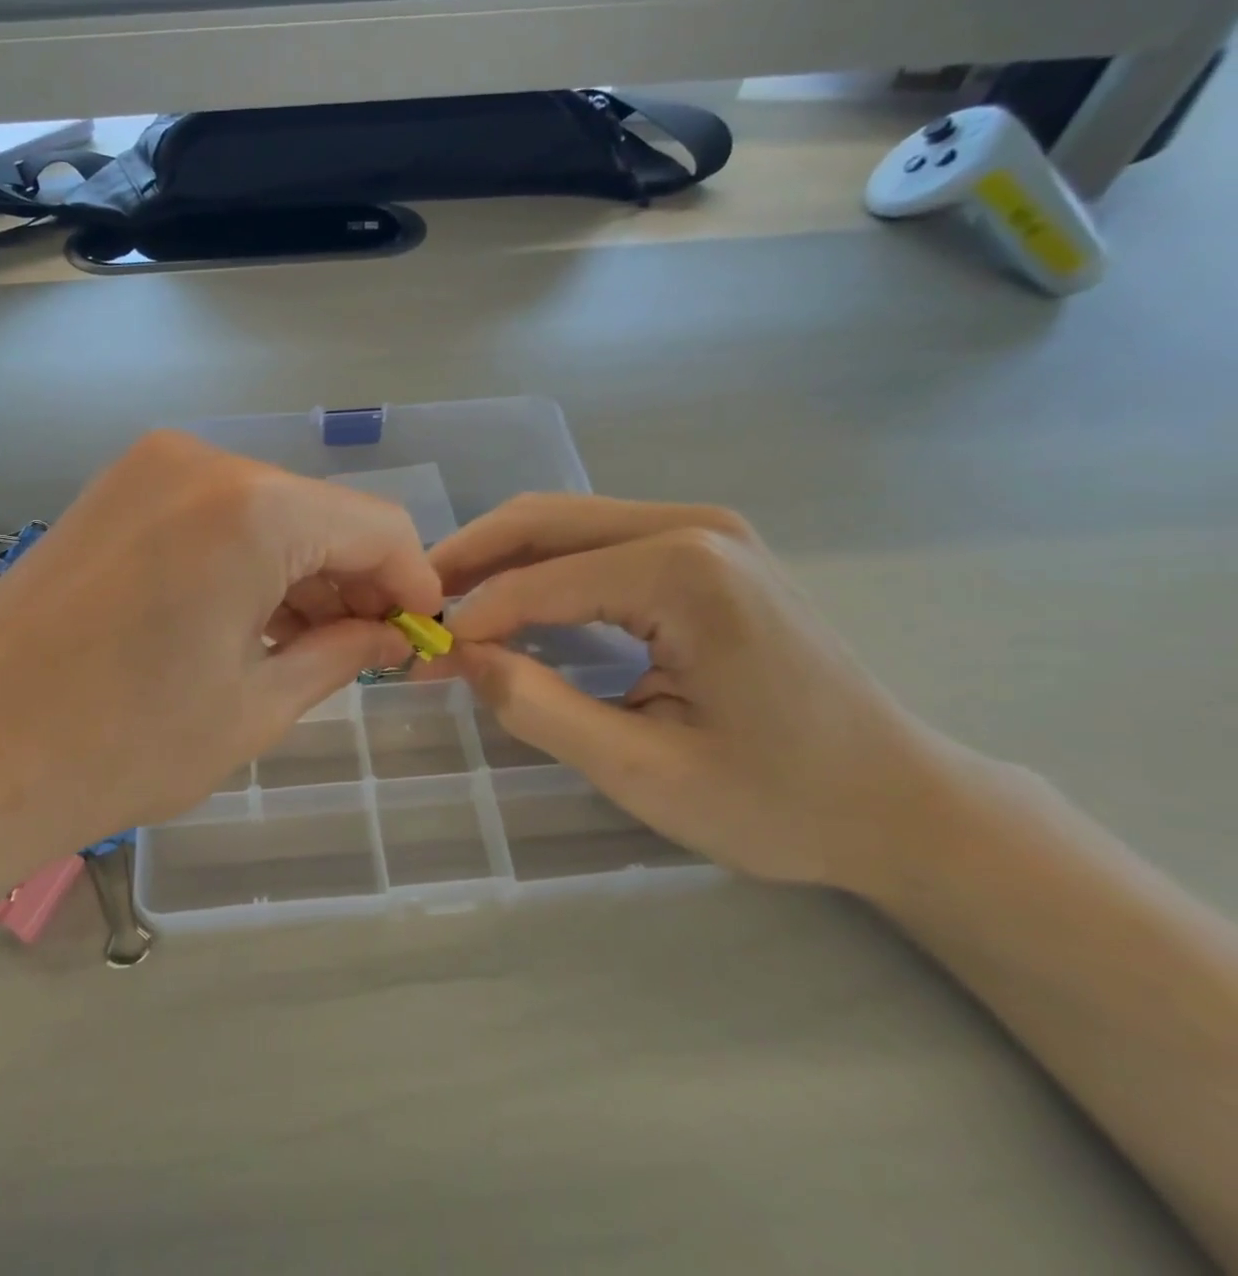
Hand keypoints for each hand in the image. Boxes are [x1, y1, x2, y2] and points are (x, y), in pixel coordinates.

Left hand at [0, 432, 440, 859]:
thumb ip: (343, 653)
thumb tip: (392, 633)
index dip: (411, 581)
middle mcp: (203, 463)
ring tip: (301, 646)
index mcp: (253, 509)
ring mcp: (149, 468)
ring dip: (298, 572)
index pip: (377, 526)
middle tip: (361, 652)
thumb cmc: (122, 746)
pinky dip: (245, 559)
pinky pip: (212, 514)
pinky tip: (242, 618)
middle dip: (352, 579)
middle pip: (319, 513)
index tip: (415, 635)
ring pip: (266, 511)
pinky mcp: (113, 490)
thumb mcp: (257, 707)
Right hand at [433, 495, 967, 894]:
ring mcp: (705, 531)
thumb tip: (462, 659)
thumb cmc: (782, 800)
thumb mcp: (645, 772)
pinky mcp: (708, 550)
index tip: (424, 657)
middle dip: (470, 557)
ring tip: (452, 603)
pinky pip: (600, 541)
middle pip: (544, 519)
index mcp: (683, 571)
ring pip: (567, 523)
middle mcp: (693, 526)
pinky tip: (516, 603)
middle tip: (418, 601)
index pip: (539, 582)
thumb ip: (539, 708)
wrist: (904, 802)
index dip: (472, 619)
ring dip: (502, 559)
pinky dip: (544, 568)